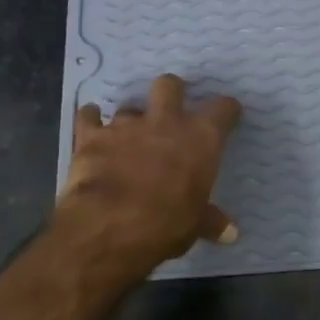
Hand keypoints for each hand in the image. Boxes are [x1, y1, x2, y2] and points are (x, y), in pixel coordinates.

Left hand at [57, 75, 241, 271]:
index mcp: (200, 139)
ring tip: (129, 134)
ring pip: (129, 106)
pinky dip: (91, 119)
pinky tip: (91, 125)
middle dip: (172, 92)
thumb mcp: (195, 225)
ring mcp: (126, 126)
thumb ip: (211, 221)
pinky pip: (89, 116)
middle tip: (171, 108)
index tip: (229, 113)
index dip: (227, 110)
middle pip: (170, 85)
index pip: (223, 110)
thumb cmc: (166, 224)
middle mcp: (165, 122)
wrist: (109, 225)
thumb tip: (231, 233)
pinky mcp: (91, 136)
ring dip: (131, 118)